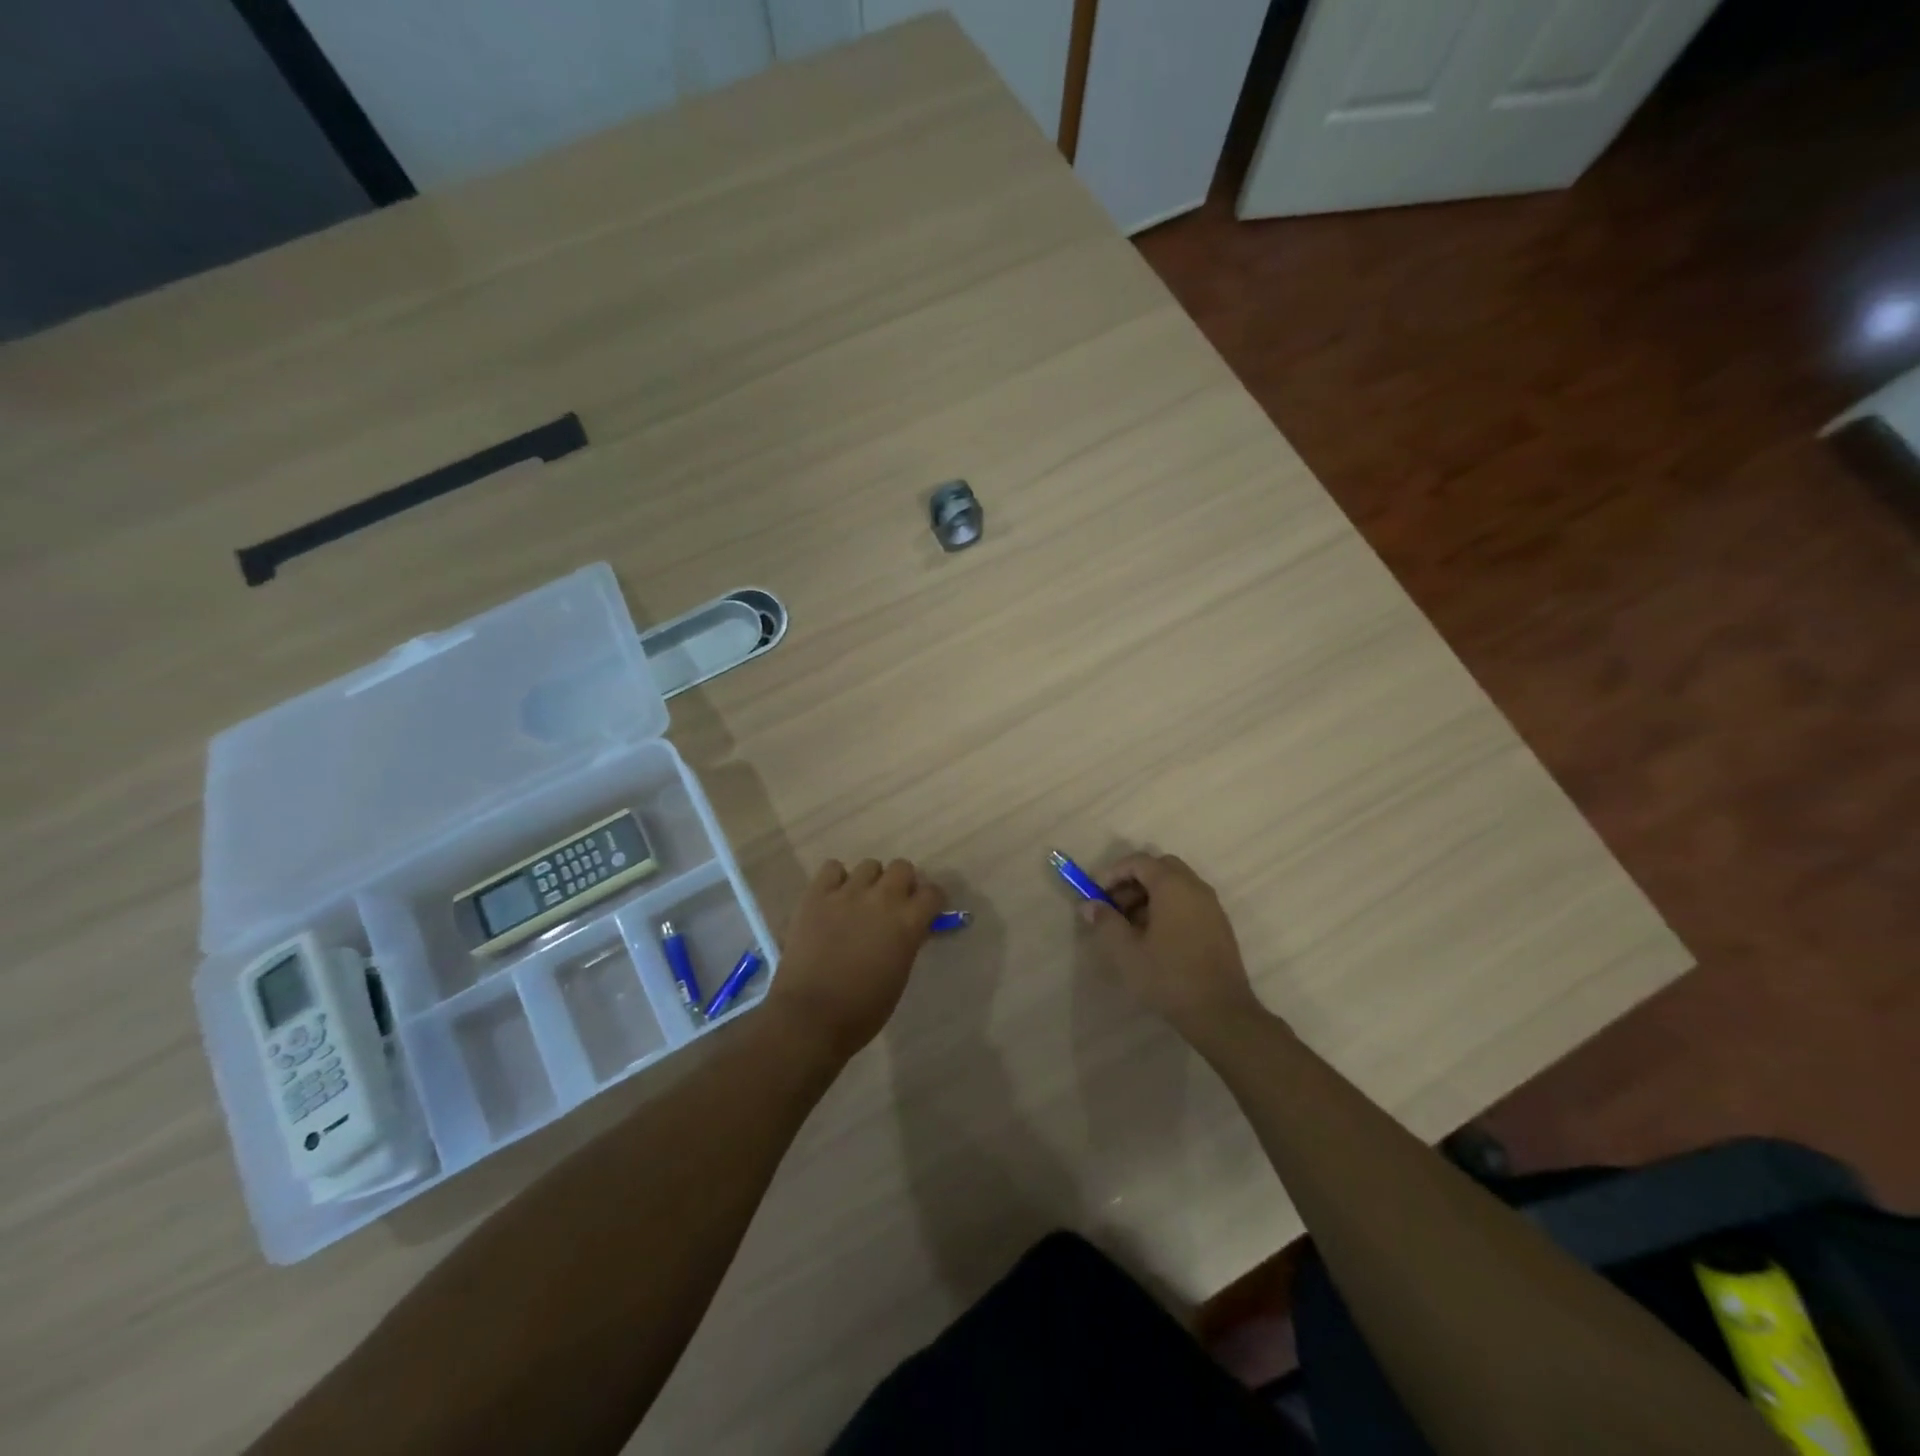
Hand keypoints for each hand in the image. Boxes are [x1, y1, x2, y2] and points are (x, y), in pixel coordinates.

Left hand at [768, 858, 946, 1060]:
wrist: (810, 1017)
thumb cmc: (862, 1010)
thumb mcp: (899, 976)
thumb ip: (907, 943)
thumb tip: (910, 929)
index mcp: (907, 922)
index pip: (932, 892)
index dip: (931, 901)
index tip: (926, 911)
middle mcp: (882, 899)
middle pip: (902, 867)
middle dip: (902, 883)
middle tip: (893, 904)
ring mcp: (847, 893)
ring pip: (869, 865)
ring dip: (870, 881)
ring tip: (860, 901)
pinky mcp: (816, 895)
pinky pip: (832, 868)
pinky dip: (836, 879)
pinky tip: (834, 897)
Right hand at [1080, 853, 1261, 1037]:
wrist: (1220, 1013)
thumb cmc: (1168, 977)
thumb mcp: (1126, 951)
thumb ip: (1105, 922)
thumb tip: (1090, 904)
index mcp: (1173, 886)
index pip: (1139, 861)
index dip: (1113, 873)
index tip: (1096, 894)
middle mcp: (1196, 888)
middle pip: (1160, 868)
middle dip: (1133, 882)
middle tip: (1115, 907)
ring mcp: (1212, 907)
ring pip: (1175, 886)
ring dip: (1150, 896)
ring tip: (1131, 927)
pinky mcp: (1219, 926)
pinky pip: (1188, 902)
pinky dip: (1168, 908)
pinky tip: (1155, 939)